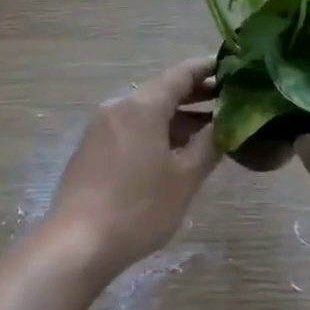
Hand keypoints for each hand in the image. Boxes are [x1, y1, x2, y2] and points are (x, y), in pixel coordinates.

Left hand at [46, 58, 219, 281]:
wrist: (77, 243)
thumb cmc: (139, 208)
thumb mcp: (184, 179)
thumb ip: (209, 145)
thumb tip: (226, 124)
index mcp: (142, 106)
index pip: (180, 74)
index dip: (207, 68)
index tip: (232, 66)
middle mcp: (118, 107)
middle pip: (162, 91)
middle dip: (195, 95)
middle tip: (229, 100)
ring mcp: (101, 128)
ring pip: (146, 112)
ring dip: (176, 117)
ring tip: (208, 130)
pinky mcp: (91, 149)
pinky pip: (130, 129)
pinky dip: (155, 132)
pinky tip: (173, 151)